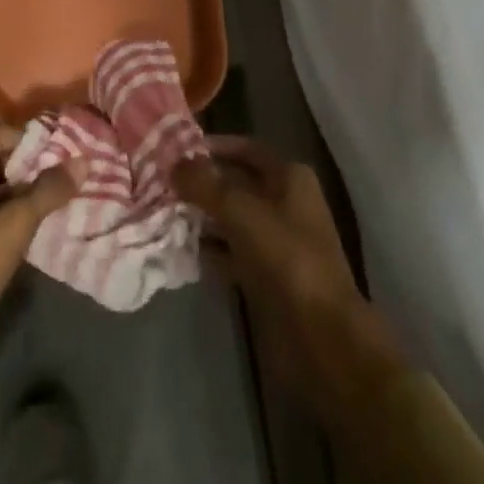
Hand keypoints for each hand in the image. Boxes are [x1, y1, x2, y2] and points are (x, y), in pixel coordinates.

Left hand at [0, 123, 81, 412]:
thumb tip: (83, 161)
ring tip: (69, 199)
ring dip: (29, 197)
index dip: (29, 136)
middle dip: (34, 166)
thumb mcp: (13, 224)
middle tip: (73, 172)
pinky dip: (18, 224)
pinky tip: (47, 232)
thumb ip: (48, 190)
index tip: (64, 147)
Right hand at [174, 136, 406, 423]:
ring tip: (163, 214)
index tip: (176, 150)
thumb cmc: (286, 259)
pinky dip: (210, 250)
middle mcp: (285, 202)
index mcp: (289, 177)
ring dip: (202, 218)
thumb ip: (205, 185)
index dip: (213, 146)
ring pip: (232, 219)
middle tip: (162, 183)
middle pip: (236, 184)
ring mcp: (276, 241)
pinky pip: (232, 252)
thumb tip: (174, 163)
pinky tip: (181, 250)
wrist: (321, 337)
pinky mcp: (267, 276)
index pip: (245, 149)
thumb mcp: (241, 212)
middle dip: (202, 184)